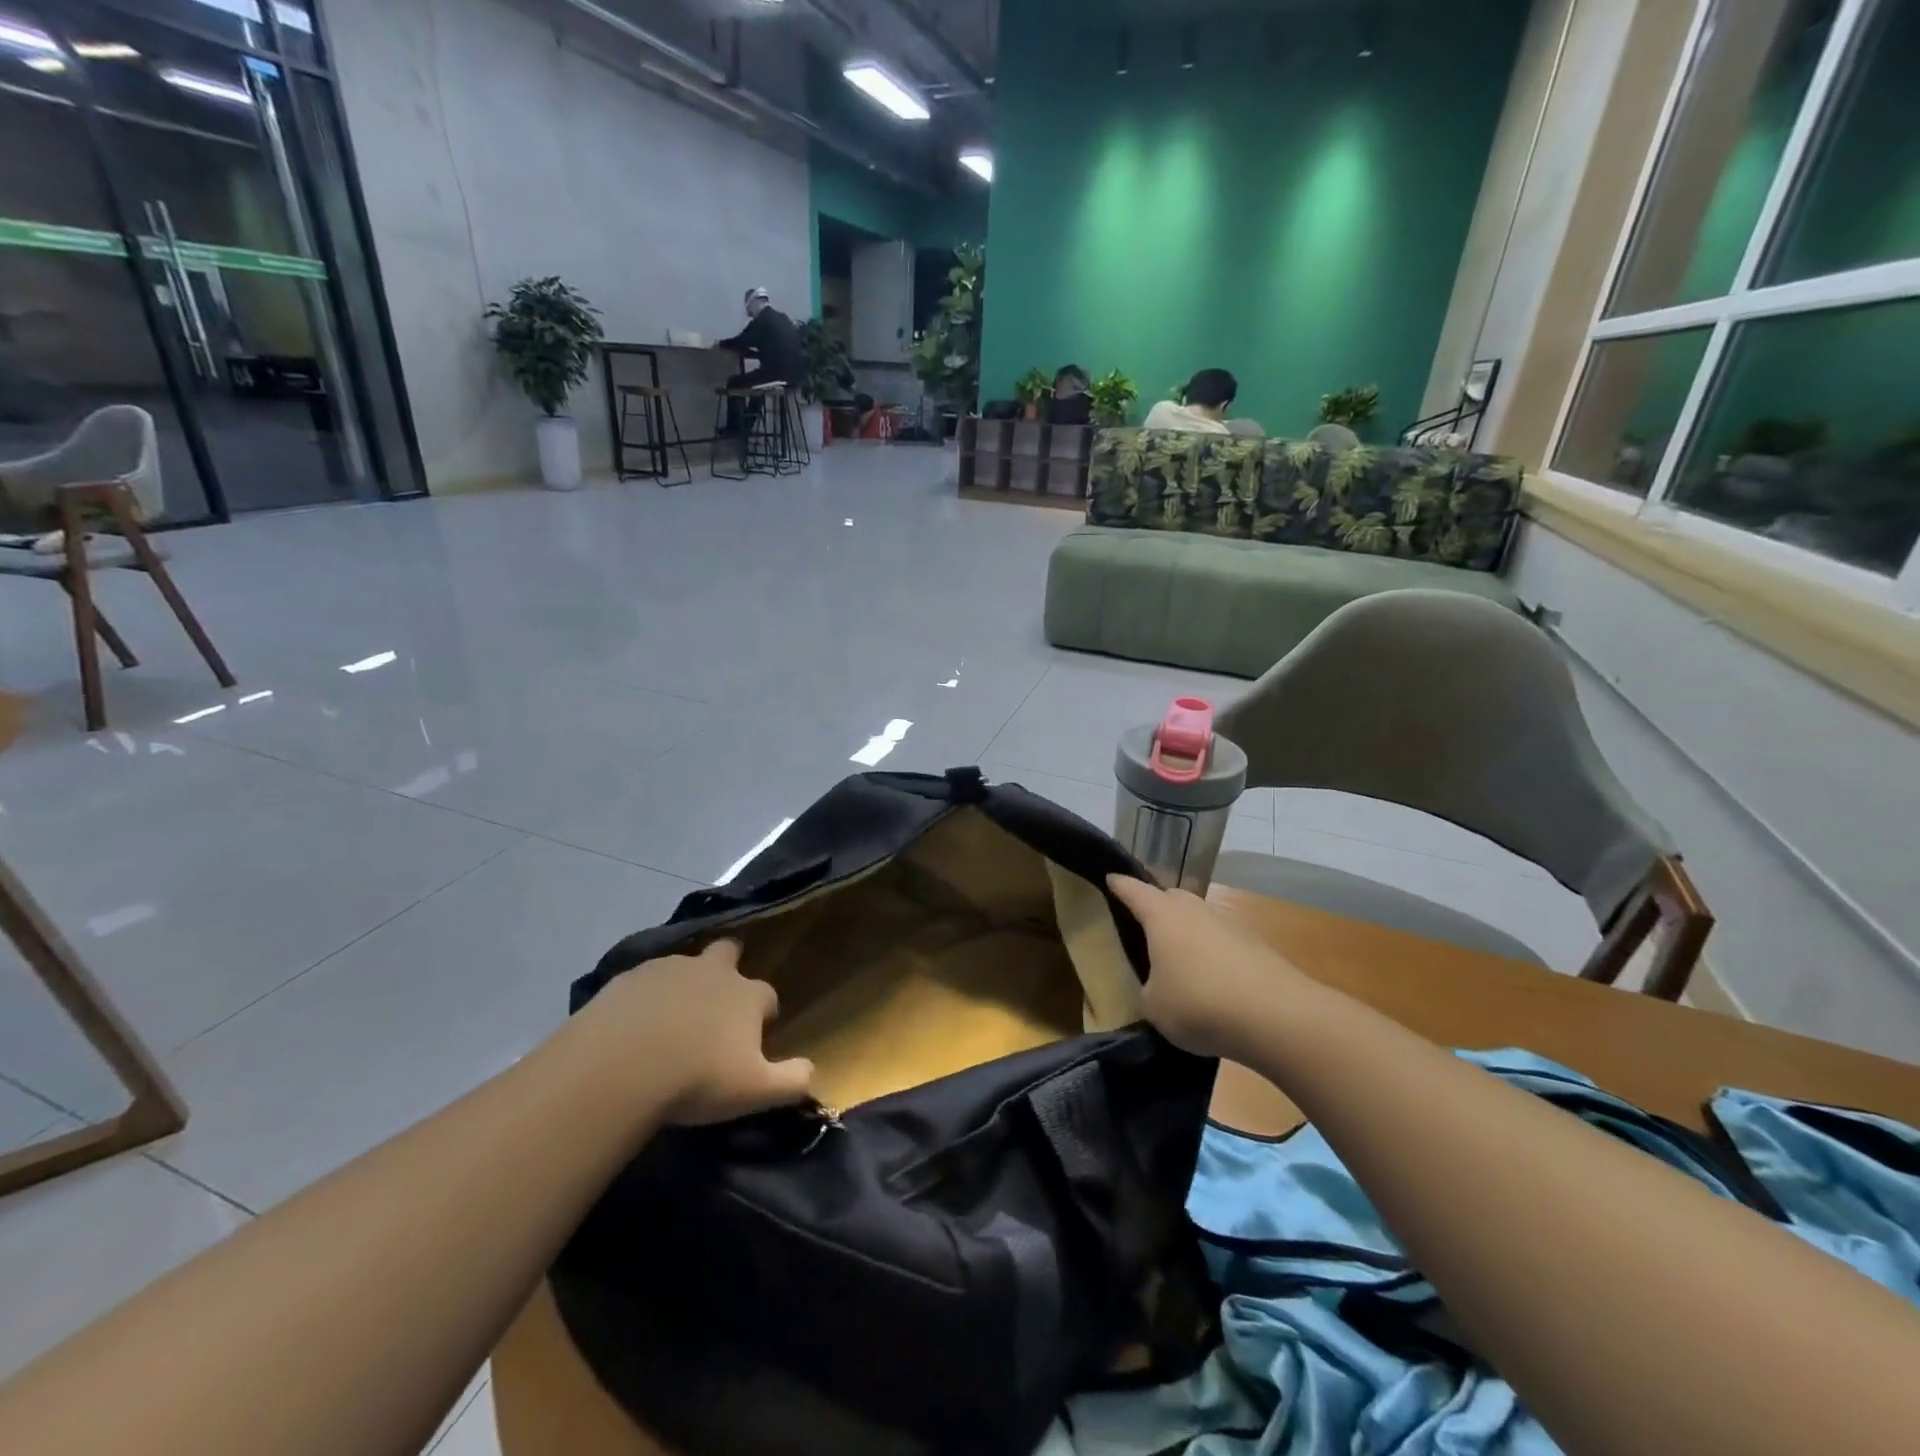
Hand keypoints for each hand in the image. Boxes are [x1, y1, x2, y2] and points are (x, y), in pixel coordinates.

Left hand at [585, 939, 813, 1125]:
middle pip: (728, 952)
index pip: (768, 996)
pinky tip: (632, 1028)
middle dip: (727, 969)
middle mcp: (713, 971)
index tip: (752, 1040)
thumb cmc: (697, 1079)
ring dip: (683, 986)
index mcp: (747, 995)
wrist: (618, 1068)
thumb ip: (792, 1080)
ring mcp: (668, 969)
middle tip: (713, 1007)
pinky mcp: (627, 978)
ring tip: (668, 1024)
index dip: (763, 1015)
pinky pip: (643, 982)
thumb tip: (812, 1071)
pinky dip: (644, 998)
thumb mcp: (755, 1092)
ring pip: (684, 966)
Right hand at [1107, 874, 1311, 1060]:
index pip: (1133, 890)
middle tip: (1143, 928)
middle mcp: (1194, 909)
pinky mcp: (1255, 945)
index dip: (1118, 885)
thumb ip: (1147, 991)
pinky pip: (1222, 941)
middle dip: (1155, 908)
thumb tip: (1156, 988)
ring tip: (1178, 961)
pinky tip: (1212, 981)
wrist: (1277, 1016)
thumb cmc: (1199, 1003)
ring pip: (1198, 919)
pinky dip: (1213, 954)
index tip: (1109, 879)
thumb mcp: (1154, 1007)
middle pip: (1169, 899)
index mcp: (1161, 916)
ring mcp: (1228, 923)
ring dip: (1187, 933)